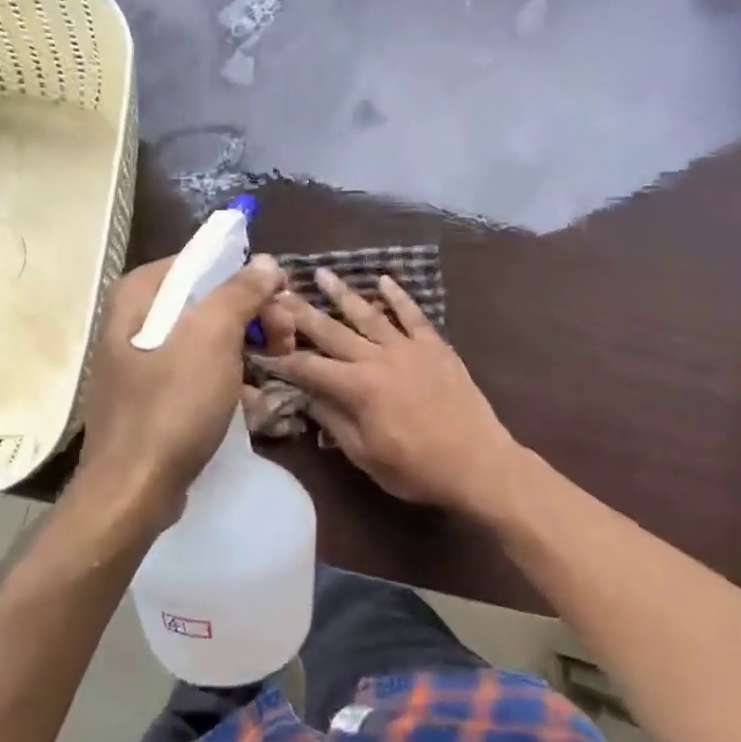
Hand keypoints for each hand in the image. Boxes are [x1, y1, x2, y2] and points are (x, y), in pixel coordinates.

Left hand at [78, 253, 287, 529]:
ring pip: (206, 338)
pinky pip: (196, 372)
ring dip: (246, 349)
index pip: (201, 262)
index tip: (280, 299)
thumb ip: (239, 292)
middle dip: (252, 317)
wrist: (132, 490)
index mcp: (139, 295)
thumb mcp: (212, 338)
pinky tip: (253, 401)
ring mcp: (140, 360)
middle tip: (286, 339)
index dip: (246, 276)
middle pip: (206, 300)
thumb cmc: (172, 405)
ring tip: (277, 368)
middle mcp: (134, 319)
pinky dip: (226, 379)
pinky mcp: (151, 395)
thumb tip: (266, 262)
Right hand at [259, 269, 516, 515]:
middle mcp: (377, 358)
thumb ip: (333, 422)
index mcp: (357, 388)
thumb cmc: (417, 468)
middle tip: (279, 291)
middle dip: (302, 313)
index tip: (261, 346)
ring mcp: (408, 348)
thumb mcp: (365, 455)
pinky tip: (383, 279)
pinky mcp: (435, 346)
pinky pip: (413, 315)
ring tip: (321, 273)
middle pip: (332, 331)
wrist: (478, 463)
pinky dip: (398, 296)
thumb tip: (306, 397)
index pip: (309, 367)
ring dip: (342, 293)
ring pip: (368, 314)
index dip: (282, 359)